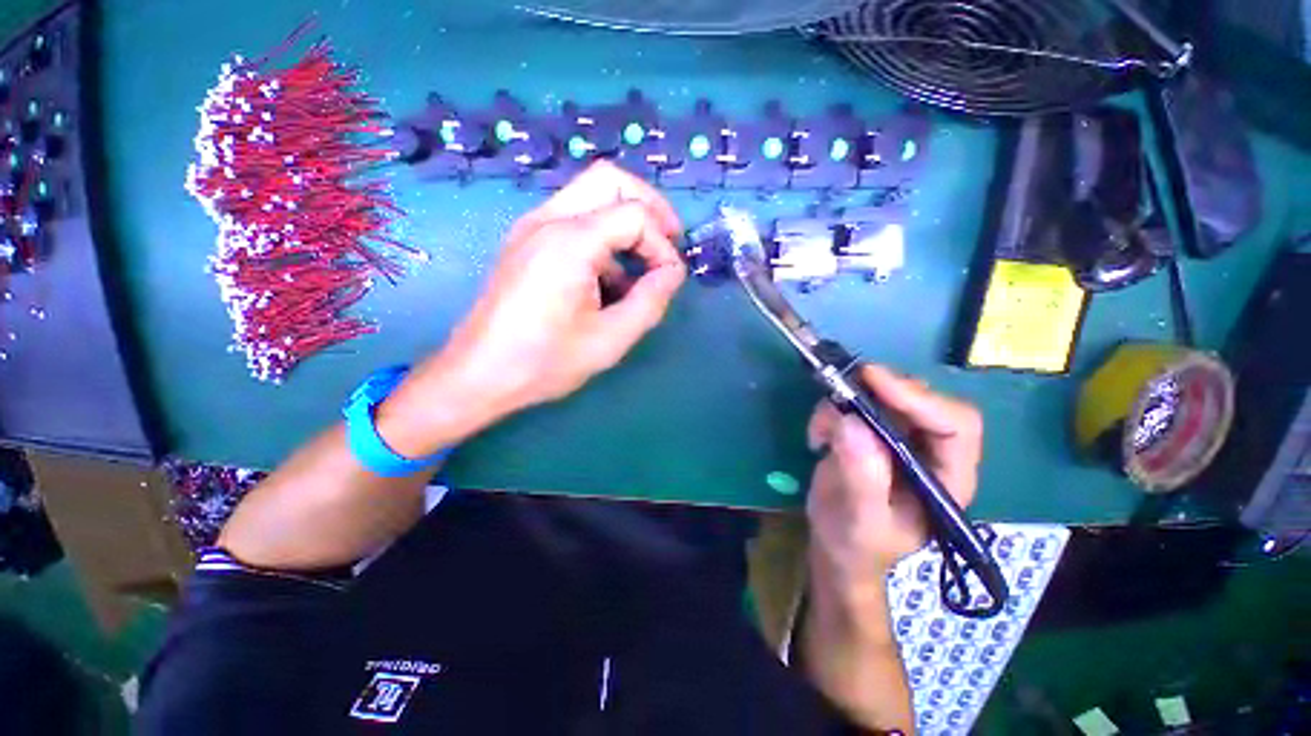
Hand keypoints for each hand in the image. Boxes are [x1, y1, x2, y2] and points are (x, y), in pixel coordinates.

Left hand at [394, 162, 684, 447]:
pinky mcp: (526, 241)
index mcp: (569, 242)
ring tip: (641, 265)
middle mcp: (548, 220)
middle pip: (610, 179)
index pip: (635, 215)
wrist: (478, 374)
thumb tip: (673, 272)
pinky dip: (603, 235)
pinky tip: (609, 277)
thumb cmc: (544, 361)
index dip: (662, 245)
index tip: (669, 279)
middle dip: (649, 206)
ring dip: (625, 220)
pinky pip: (574, 218)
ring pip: (591, 194)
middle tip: (668, 242)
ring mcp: (532, 227)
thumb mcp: (610, 339)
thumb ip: (650, 301)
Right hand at [806, 365, 982, 596]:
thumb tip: (851, 423)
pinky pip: (854, 402)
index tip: (872, 380)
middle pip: (920, 400)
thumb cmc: (856, 544)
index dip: (919, 398)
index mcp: (948, 478)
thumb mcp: (860, 520)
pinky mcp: (869, 432)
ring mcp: (898, 438)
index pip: (955, 425)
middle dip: (879, 391)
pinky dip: (830, 410)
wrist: (836, 544)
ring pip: (883, 395)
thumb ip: (863, 477)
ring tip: (820, 431)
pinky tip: (816, 436)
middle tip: (840, 388)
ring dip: (847, 401)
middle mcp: (930, 451)